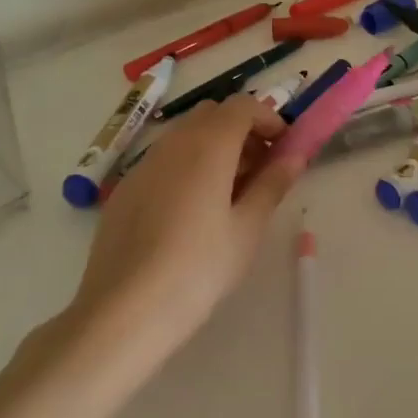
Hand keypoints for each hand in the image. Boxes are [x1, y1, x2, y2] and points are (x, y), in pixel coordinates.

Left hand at [69, 94, 304, 347]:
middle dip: (241, 130)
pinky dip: (186, 166)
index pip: (242, 106)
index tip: (283, 147)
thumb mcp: (247, 228)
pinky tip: (191, 212)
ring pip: (185, 136)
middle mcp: (173, 143)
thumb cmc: (198, 268)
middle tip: (259, 168)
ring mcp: (143, 165)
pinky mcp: (125, 189)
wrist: (123, 311)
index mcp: (208, 145)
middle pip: (212, 114)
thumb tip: (294, 157)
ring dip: (213, 147)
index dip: (268, 118)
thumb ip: (272, 185)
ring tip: (229, 193)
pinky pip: (163, 161)